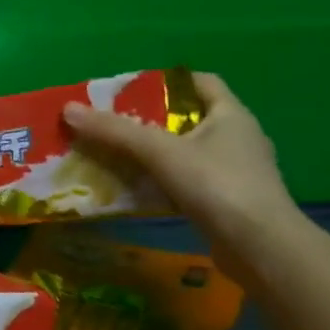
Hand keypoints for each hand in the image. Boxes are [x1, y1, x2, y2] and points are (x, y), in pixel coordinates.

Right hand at [62, 72, 300, 273]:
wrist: (260, 248)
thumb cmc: (217, 185)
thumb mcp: (160, 152)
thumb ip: (114, 131)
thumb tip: (69, 109)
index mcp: (231, 115)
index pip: (201, 82)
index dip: (167, 81)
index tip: (132, 91)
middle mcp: (238, 138)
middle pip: (189, 118)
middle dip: (151, 119)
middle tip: (113, 124)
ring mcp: (236, 172)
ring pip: (187, 152)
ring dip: (155, 153)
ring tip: (116, 155)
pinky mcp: (228, 201)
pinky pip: (188, 180)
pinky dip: (162, 180)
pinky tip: (136, 188)